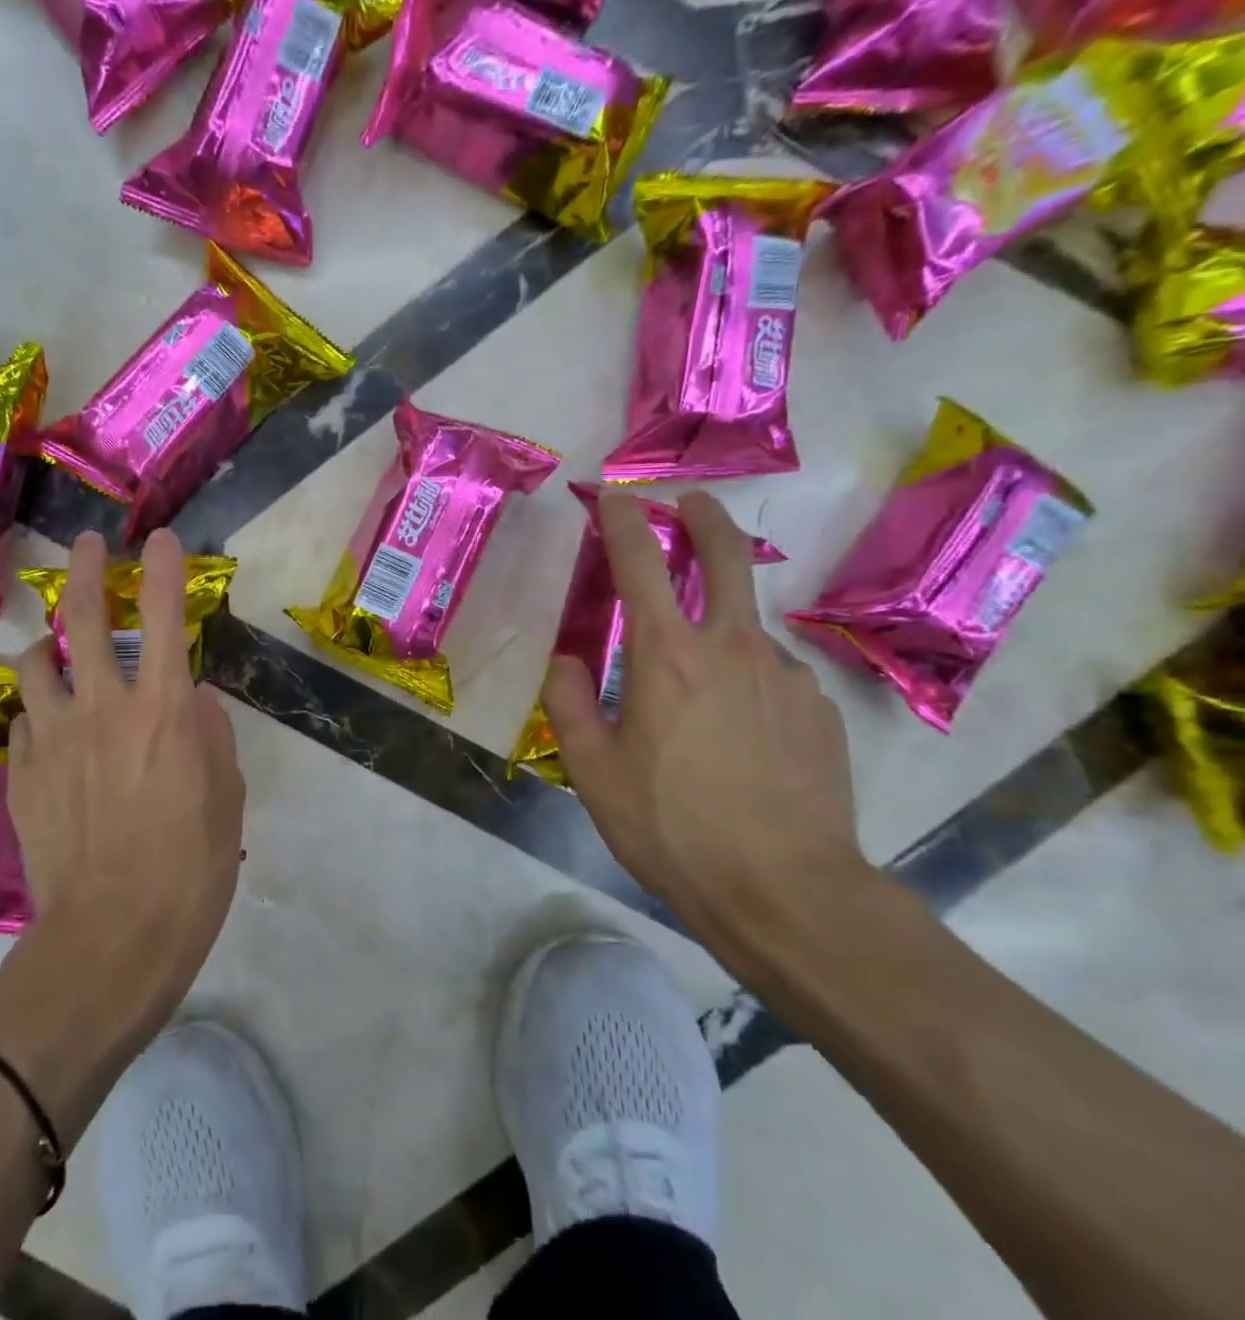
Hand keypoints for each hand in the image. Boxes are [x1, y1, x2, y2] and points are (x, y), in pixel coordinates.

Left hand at [7, 528, 245, 1042]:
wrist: (112, 940)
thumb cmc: (191, 870)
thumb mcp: (227, 798)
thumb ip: (212, 736)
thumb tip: (197, 699)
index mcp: (165, 709)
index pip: (167, 615)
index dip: (164, 568)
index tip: (161, 539)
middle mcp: (104, 707)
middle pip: (86, 617)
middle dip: (88, 571)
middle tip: (88, 546)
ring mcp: (53, 738)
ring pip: (36, 661)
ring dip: (48, 644)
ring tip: (55, 648)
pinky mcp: (21, 773)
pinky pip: (24, 722)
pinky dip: (38, 713)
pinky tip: (48, 731)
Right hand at [540, 490, 865, 954]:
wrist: (787, 891)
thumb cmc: (672, 826)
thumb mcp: (592, 770)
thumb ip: (570, 703)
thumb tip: (566, 660)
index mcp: (666, 655)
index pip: (640, 563)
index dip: (622, 520)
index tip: (614, 494)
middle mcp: (732, 647)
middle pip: (725, 557)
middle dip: (704, 518)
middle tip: (690, 502)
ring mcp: (786, 676)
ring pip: (746, 630)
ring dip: (719, 630)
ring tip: (697, 694)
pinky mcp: (820, 710)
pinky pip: (773, 678)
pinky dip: (747, 682)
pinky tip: (739, 737)